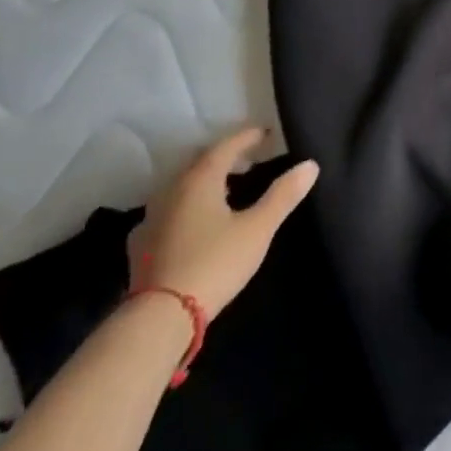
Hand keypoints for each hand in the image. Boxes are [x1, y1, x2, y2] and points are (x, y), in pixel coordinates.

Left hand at [126, 128, 318, 317]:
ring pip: (181, 186)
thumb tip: (310, 165)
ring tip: (224, 188)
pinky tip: (192, 222)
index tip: (266, 133)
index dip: (248, 137)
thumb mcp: (258, 229)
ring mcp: (151, 218)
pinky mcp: (141, 245)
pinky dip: (185, 207)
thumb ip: (283, 195)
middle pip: (200, 162)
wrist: (160, 317)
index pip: (226, 146)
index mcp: (200, 180)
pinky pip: (167, 211)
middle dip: (225, 156)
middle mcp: (171, 191)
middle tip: (249, 158)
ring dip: (204, 181)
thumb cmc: (215, 263)